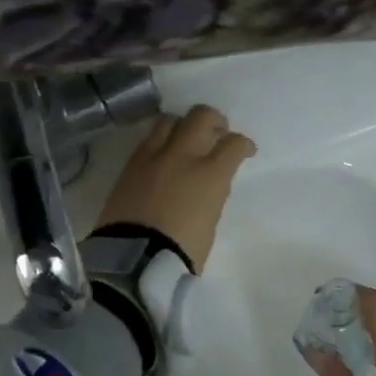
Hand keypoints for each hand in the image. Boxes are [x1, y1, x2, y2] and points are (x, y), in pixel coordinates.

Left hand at [95, 105, 255, 271]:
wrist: (134, 260)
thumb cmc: (182, 251)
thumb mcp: (210, 222)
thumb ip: (212, 193)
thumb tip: (208, 181)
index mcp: (209, 174)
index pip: (233, 144)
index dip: (244, 145)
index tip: (245, 151)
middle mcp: (181, 155)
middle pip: (201, 116)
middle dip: (214, 121)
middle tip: (217, 133)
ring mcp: (152, 157)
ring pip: (170, 120)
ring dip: (183, 125)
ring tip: (185, 140)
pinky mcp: (129, 165)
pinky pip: (148, 140)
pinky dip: (160, 141)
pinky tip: (162, 155)